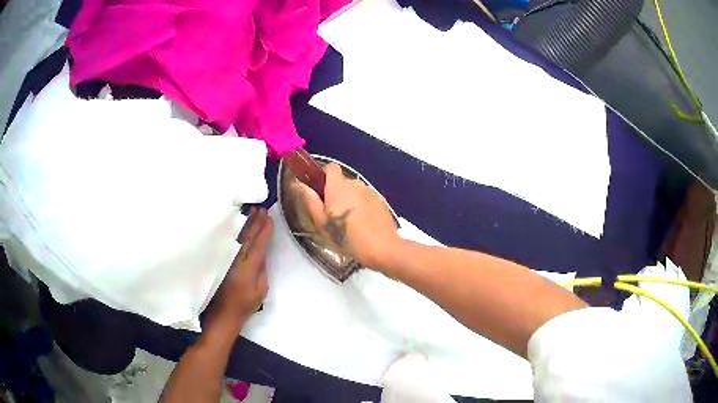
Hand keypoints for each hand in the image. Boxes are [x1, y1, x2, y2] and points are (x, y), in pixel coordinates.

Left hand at [203, 208, 272, 336]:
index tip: (270, 217)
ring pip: (238, 237)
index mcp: (249, 269)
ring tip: (252, 210)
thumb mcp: (260, 291)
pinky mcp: (220, 260)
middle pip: (247, 237)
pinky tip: (238, 223)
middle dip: (255, 222)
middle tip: (262, 207)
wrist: (223, 313)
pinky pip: (229, 241)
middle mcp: (237, 261)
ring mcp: (227, 259)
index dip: (264, 231)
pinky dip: (235, 231)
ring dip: (246, 223)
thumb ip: (262, 271)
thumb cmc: (245, 305)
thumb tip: (262, 254)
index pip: (258, 245)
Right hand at [293, 163, 399, 269]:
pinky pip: (365, 199)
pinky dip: (360, 207)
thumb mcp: (322, 222)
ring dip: (348, 201)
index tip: (318, 191)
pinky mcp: (380, 202)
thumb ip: (309, 200)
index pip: (330, 167)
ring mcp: (370, 192)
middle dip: (334, 193)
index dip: (323, 176)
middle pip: (341, 182)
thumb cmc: (347, 237)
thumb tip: (297, 184)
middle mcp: (355, 184)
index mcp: (338, 186)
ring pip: (354, 191)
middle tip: (330, 215)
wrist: (382, 248)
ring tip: (347, 224)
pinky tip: (361, 226)